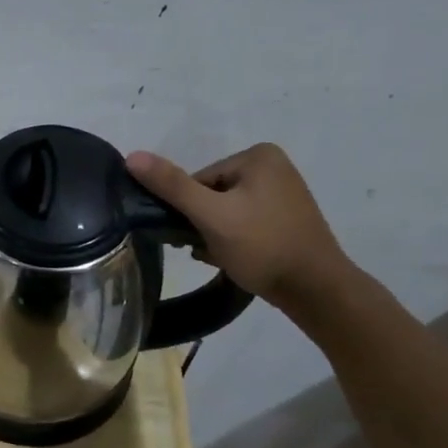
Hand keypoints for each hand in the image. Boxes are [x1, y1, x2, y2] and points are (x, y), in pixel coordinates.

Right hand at [126, 143, 354, 312]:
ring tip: (220, 257)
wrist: (316, 291)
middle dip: (202, 223)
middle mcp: (274, 167)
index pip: (198, 180)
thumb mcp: (211, 215)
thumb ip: (171, 186)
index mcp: (258, 156)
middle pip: (211, 194)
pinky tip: (234, 259)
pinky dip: (233, 240)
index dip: (190, 210)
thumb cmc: (263, 246)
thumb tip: (131, 156)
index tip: (196, 234)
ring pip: (225, 211)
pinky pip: (243, 222)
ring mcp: (283, 193)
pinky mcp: (286, 219)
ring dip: (213, 234)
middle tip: (206, 249)